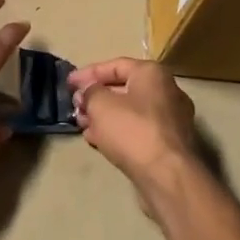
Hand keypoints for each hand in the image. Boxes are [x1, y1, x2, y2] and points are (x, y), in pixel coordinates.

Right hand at [69, 58, 199, 210]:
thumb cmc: (132, 130)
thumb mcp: (100, 104)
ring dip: (103, 116)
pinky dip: (118, 130)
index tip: (68, 83)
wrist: (166, 174)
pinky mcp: (169, 142)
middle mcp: (167, 90)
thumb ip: (89, 92)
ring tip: (82, 125)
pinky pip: (138, 129)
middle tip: (75, 107)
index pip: (115, 65)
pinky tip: (98, 140)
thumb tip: (87, 92)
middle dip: (95, 97)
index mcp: (152, 73)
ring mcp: (171, 118)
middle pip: (123, 88)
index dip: (88, 73)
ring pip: (130, 111)